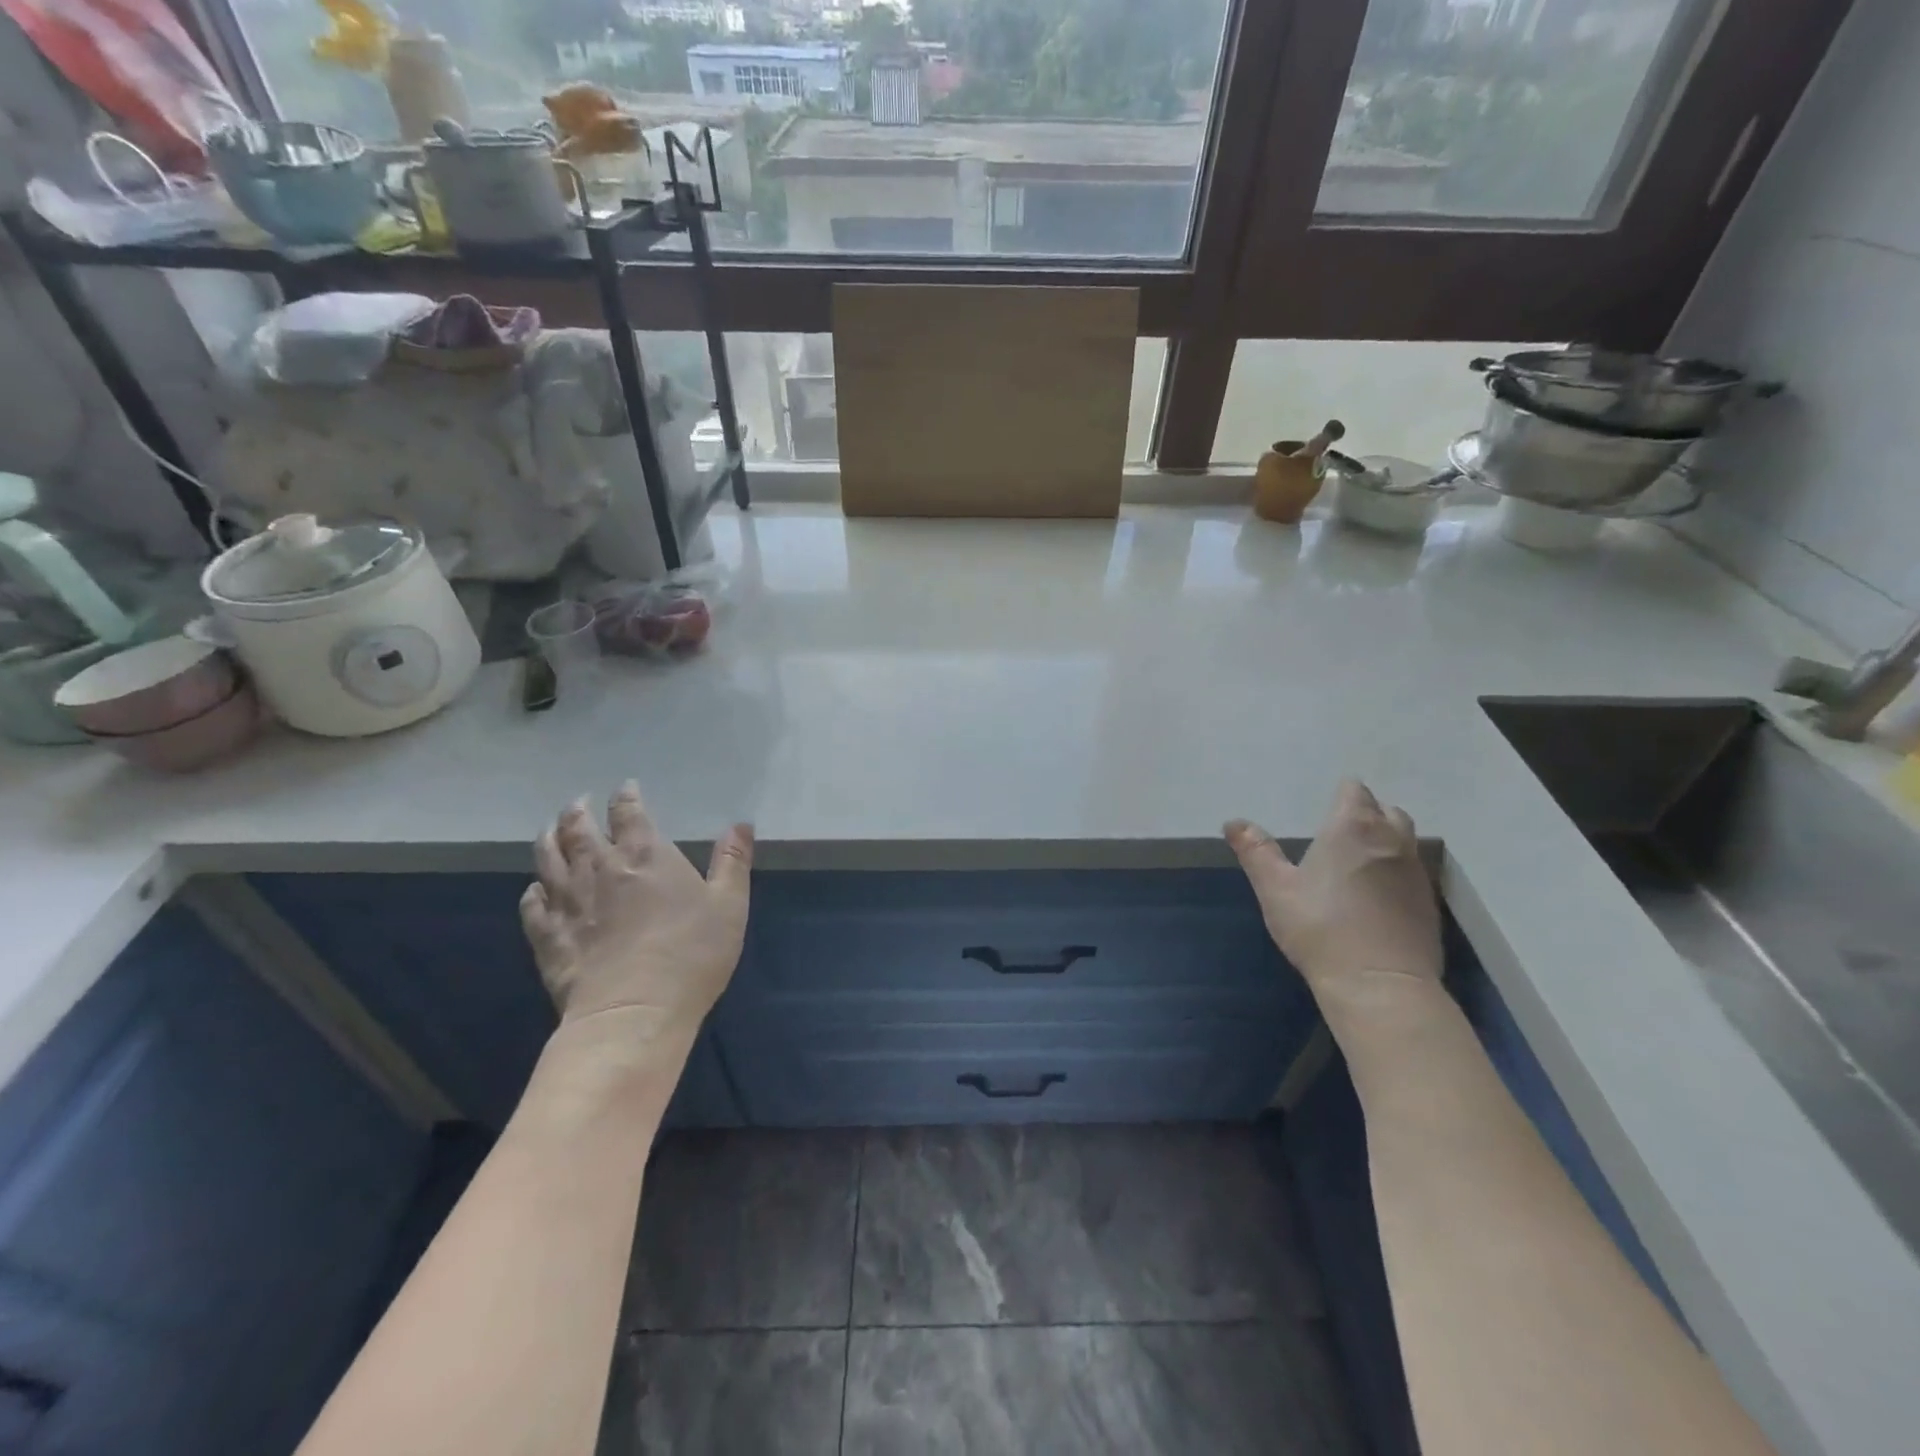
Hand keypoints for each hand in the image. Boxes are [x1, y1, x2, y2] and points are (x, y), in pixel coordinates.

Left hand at [520, 781, 752, 1042]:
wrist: (633, 1010)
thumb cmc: (691, 953)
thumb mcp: (729, 905)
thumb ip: (732, 862)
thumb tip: (740, 824)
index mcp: (646, 854)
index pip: (629, 812)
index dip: (626, 797)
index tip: (626, 788)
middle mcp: (600, 868)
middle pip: (578, 829)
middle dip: (578, 812)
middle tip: (579, 804)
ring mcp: (567, 901)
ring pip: (548, 858)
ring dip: (548, 839)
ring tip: (550, 831)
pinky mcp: (547, 935)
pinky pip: (531, 904)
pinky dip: (533, 891)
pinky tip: (536, 890)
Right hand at [1226, 780, 1441, 1006]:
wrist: (1380, 984)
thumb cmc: (1320, 927)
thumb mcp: (1275, 889)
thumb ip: (1256, 851)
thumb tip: (1233, 823)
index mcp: (1352, 828)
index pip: (1355, 791)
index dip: (1342, 795)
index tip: (1325, 809)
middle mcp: (1391, 840)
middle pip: (1386, 811)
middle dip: (1367, 814)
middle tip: (1340, 833)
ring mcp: (1416, 872)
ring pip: (1404, 840)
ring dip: (1385, 842)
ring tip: (1358, 863)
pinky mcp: (1429, 903)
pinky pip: (1412, 873)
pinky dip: (1396, 873)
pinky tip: (1377, 897)